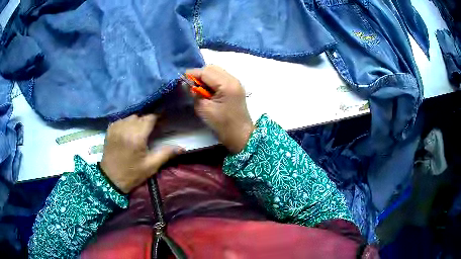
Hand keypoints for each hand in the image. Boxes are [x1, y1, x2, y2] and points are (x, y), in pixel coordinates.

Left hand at [100, 114, 182, 192]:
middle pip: (140, 116)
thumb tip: (182, 148)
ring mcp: (116, 128)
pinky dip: (126, 123)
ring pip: (130, 117)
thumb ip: (166, 154)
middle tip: (151, 130)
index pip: (149, 118)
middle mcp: (126, 128)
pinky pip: (121, 120)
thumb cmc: (132, 174)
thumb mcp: (151, 166)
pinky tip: (128, 131)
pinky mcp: (110, 130)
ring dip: (136, 121)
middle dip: (147, 121)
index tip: (162, 122)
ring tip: (139, 131)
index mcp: (137, 137)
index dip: (158, 118)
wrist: (111, 179)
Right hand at [187, 65, 253, 152]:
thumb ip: (195, 93)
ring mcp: (236, 82)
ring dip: (206, 77)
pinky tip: (207, 90)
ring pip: (217, 71)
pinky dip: (212, 80)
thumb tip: (188, 83)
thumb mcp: (204, 109)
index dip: (192, 74)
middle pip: (212, 68)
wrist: (240, 135)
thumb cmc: (222, 124)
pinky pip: (221, 77)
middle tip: (191, 85)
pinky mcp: (235, 87)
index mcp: (227, 84)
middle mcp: (233, 79)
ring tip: (199, 88)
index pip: (206, 72)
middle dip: (199, 74)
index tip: (182, 79)